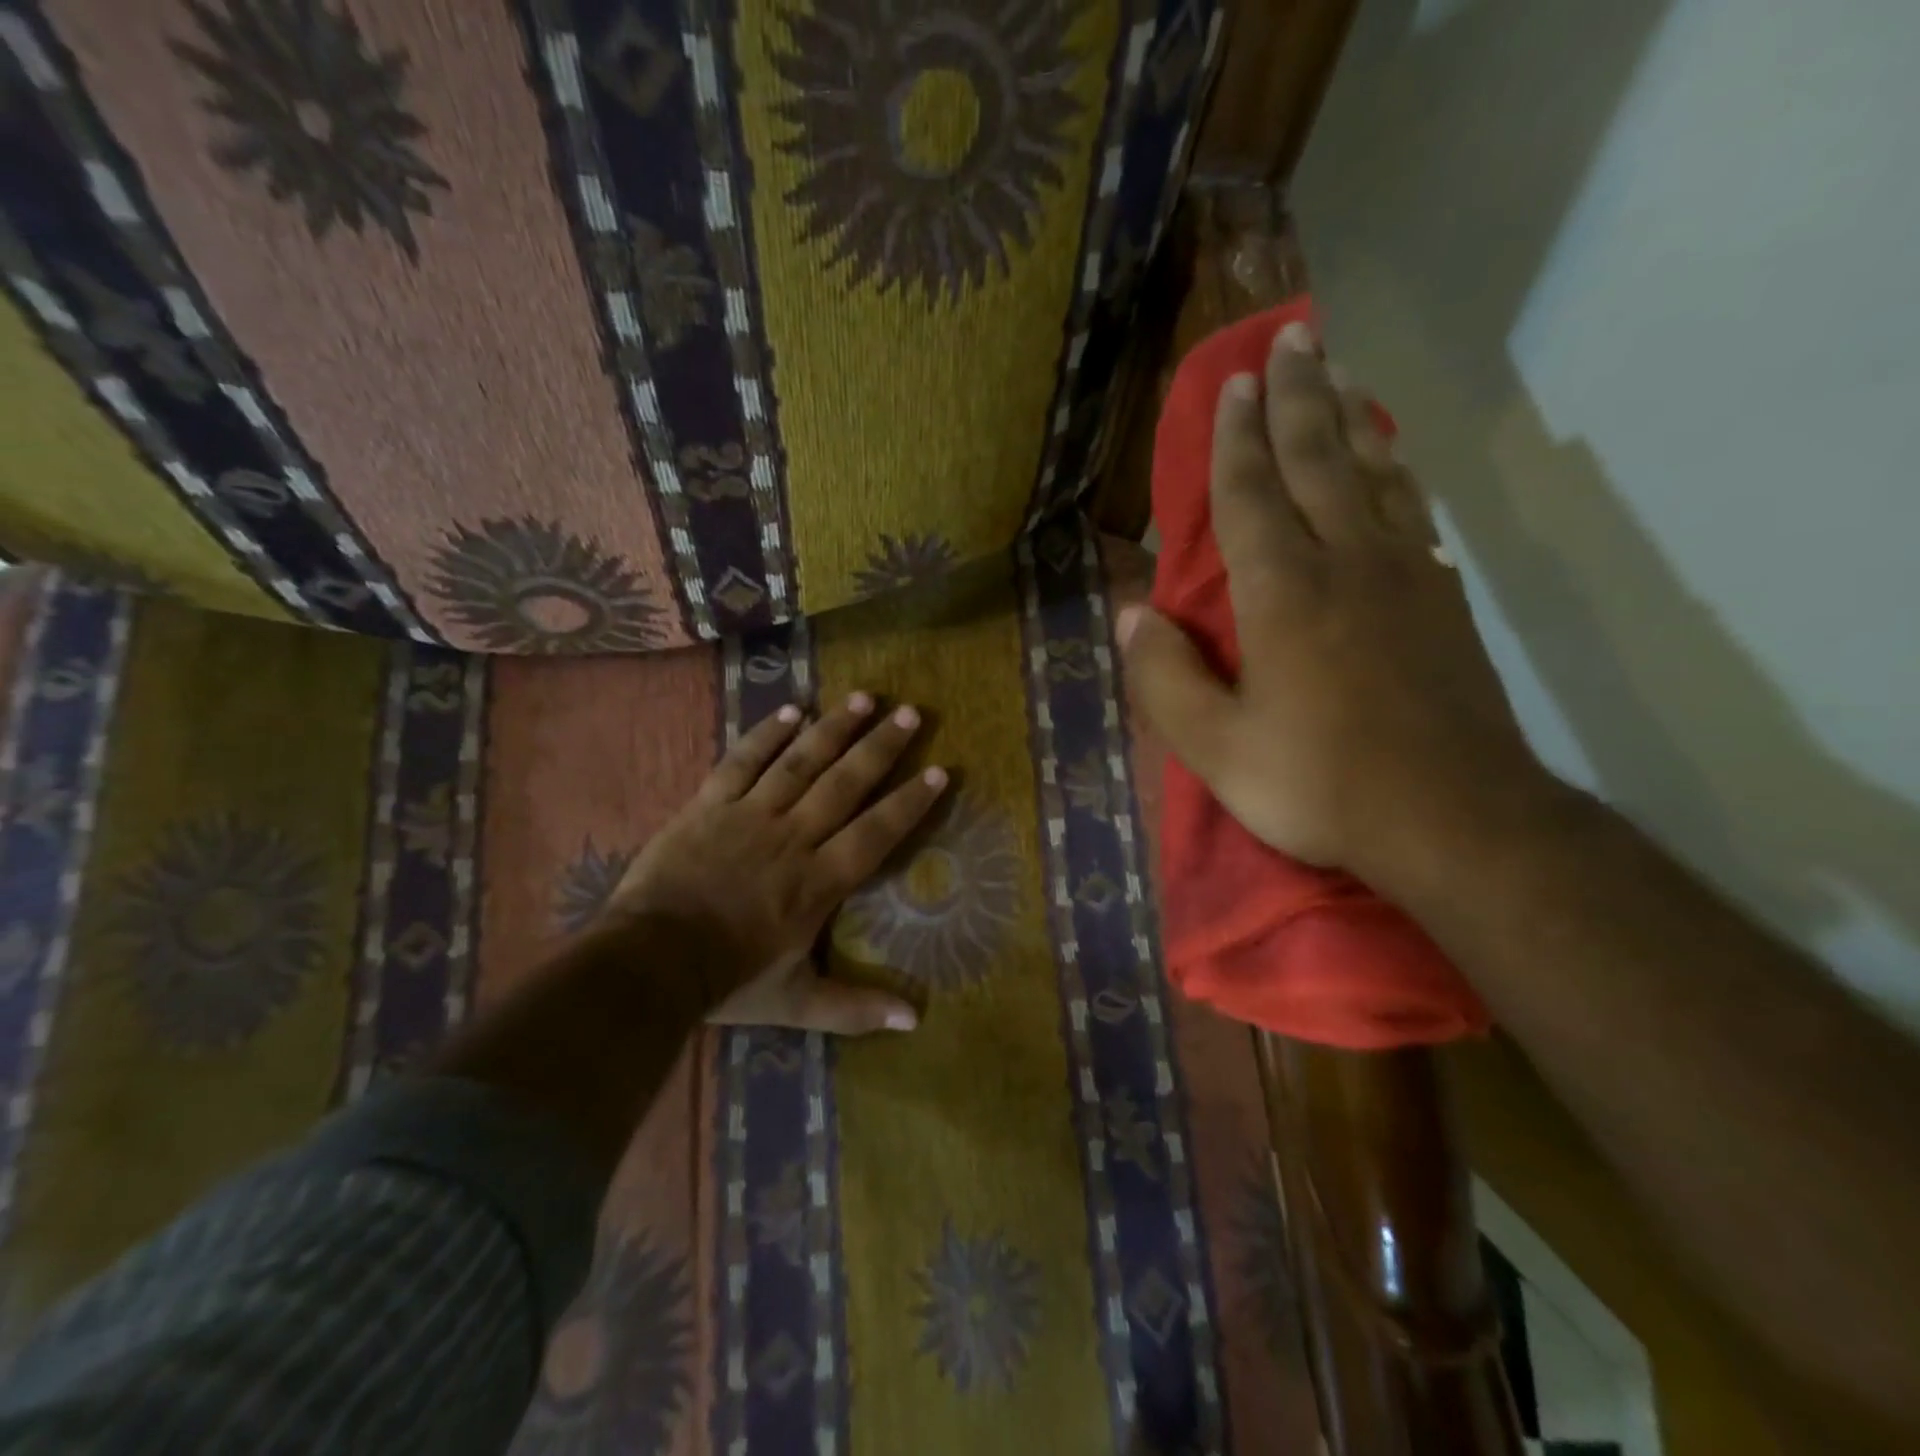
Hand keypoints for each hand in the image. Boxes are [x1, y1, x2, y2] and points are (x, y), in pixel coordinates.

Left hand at [605, 692, 945, 1034]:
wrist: (649, 962)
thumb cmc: (729, 980)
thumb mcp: (798, 1002)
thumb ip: (856, 1008)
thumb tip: (915, 1021)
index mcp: (819, 881)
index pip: (876, 833)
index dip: (909, 803)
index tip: (938, 771)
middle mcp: (794, 838)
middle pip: (845, 784)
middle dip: (881, 748)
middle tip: (911, 713)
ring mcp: (750, 815)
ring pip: (800, 762)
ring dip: (834, 728)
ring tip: (864, 698)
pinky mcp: (710, 805)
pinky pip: (743, 762)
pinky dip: (767, 734)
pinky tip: (792, 710)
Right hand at [1119, 323, 1547, 885]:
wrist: (1454, 821)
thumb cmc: (1321, 785)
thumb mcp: (1217, 750)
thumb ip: (1166, 680)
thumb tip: (1132, 616)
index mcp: (1283, 595)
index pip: (1252, 494)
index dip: (1236, 437)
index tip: (1233, 382)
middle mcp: (1346, 564)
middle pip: (1318, 460)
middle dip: (1298, 396)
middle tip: (1290, 337)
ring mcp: (1404, 576)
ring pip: (1373, 473)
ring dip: (1350, 417)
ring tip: (1338, 371)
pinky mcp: (1442, 600)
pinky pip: (1411, 512)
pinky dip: (1394, 471)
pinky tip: (1389, 458)